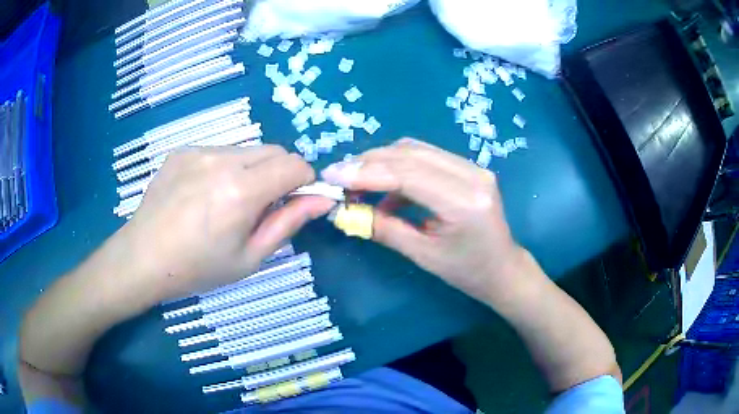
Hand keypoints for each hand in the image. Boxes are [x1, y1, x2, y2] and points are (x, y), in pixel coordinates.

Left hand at [119, 146, 334, 302]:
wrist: (142, 258)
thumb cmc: (197, 268)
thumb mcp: (249, 257)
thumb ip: (288, 223)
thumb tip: (323, 200)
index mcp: (241, 190)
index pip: (295, 165)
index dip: (304, 182)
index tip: (294, 202)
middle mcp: (222, 160)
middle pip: (274, 151)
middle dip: (280, 174)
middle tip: (261, 207)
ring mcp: (199, 150)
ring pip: (247, 150)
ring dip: (252, 171)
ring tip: (227, 202)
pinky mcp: (183, 150)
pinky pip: (220, 152)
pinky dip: (225, 168)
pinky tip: (204, 194)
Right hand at [321, 138, 532, 306]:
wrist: (502, 268)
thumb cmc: (466, 271)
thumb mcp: (422, 255)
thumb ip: (383, 228)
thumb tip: (344, 212)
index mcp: (464, 201)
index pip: (407, 174)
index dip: (365, 172)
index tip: (332, 176)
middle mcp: (472, 174)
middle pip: (410, 153)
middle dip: (369, 162)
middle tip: (339, 176)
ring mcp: (474, 166)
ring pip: (416, 150)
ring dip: (382, 161)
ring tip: (357, 181)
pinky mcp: (469, 167)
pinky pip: (426, 157)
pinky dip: (400, 167)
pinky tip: (387, 190)